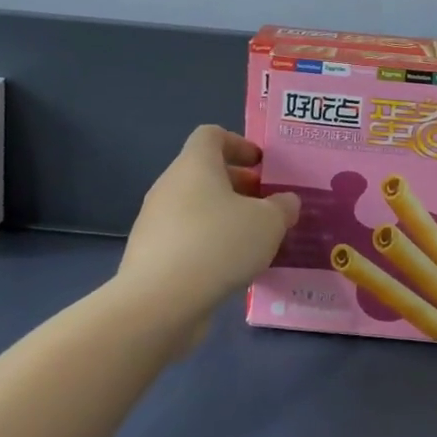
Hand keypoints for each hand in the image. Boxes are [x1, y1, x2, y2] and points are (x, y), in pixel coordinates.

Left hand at [117, 126, 299, 345]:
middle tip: (267, 206)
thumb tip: (286, 201)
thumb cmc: (218, 244)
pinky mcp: (150, 255)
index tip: (261, 165)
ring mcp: (155, 221)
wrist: (160, 302)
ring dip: (224, 218)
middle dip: (238, 186)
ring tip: (254, 242)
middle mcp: (170, 185)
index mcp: (195, 165)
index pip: (211, 135)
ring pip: (195, 208)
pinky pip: (185, 238)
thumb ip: (282, 207)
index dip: (239, 144)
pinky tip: (230, 269)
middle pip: (204, 173)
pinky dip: (208, 245)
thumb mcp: (268, 223)